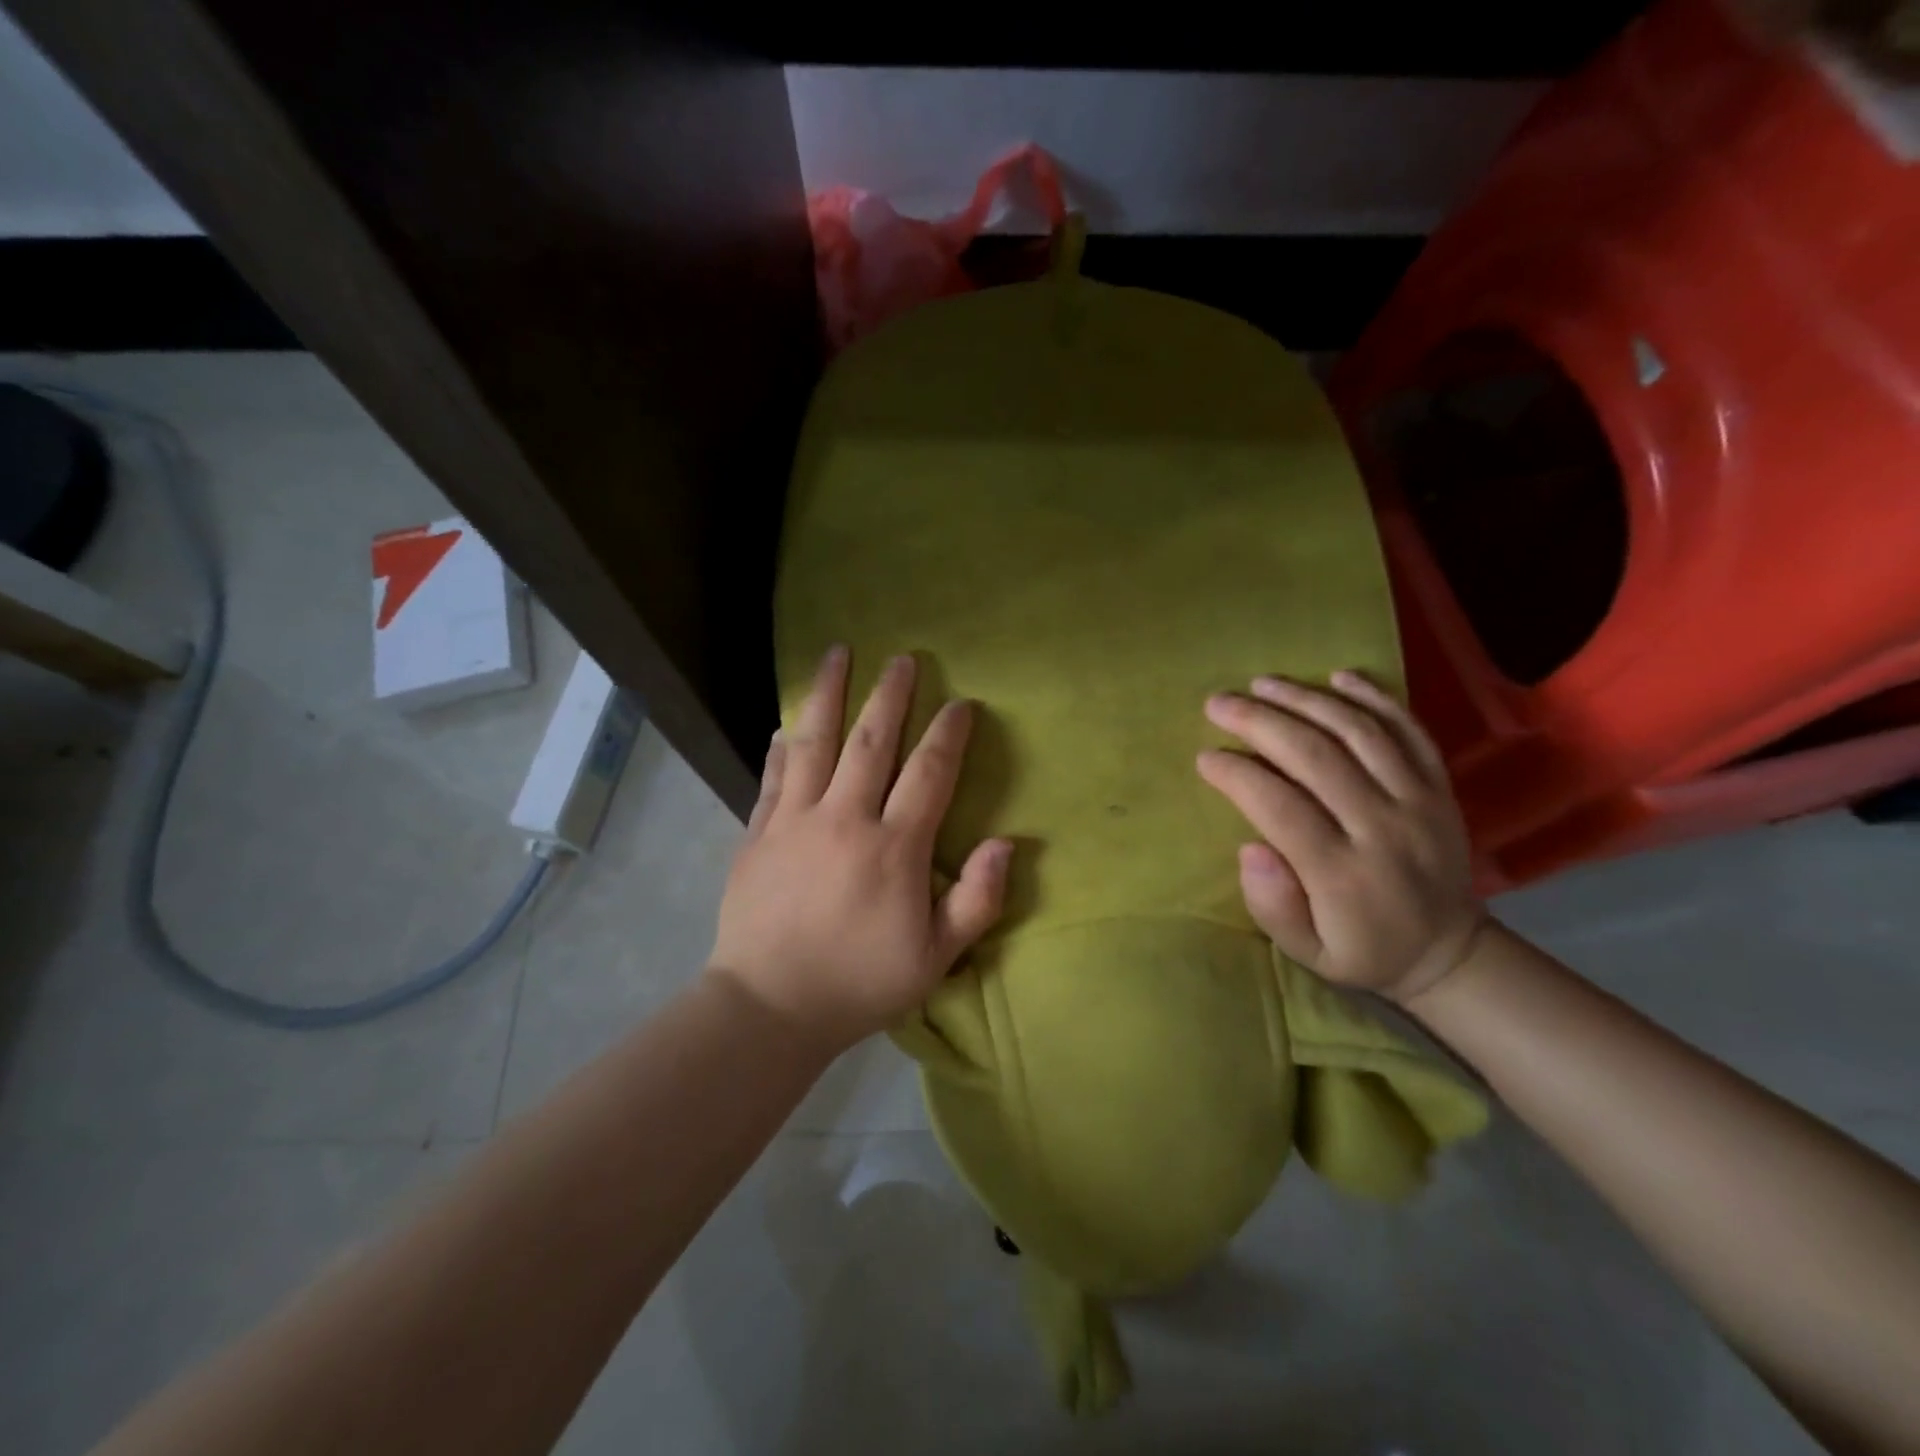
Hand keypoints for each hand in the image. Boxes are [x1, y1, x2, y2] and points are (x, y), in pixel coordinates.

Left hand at [708, 646, 1011, 1050]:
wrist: (770, 1007)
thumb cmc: (860, 983)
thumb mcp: (935, 957)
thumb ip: (976, 900)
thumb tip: (1007, 843)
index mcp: (894, 848)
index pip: (928, 774)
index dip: (948, 734)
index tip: (960, 703)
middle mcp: (845, 819)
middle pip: (872, 742)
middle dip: (890, 696)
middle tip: (902, 659)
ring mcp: (795, 821)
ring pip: (816, 743)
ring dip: (829, 694)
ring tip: (837, 652)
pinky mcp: (758, 833)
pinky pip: (774, 776)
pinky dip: (783, 746)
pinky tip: (787, 723)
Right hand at [1196, 670, 1484, 1003]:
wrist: (1450, 953)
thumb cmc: (1362, 950)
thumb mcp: (1307, 953)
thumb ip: (1274, 907)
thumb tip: (1251, 848)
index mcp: (1344, 873)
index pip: (1280, 806)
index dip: (1237, 774)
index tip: (1205, 757)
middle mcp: (1384, 827)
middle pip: (1316, 755)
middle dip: (1259, 721)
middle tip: (1217, 703)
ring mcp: (1418, 801)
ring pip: (1359, 732)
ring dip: (1306, 699)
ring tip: (1262, 683)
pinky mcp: (1439, 787)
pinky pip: (1409, 730)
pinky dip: (1375, 697)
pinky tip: (1337, 676)